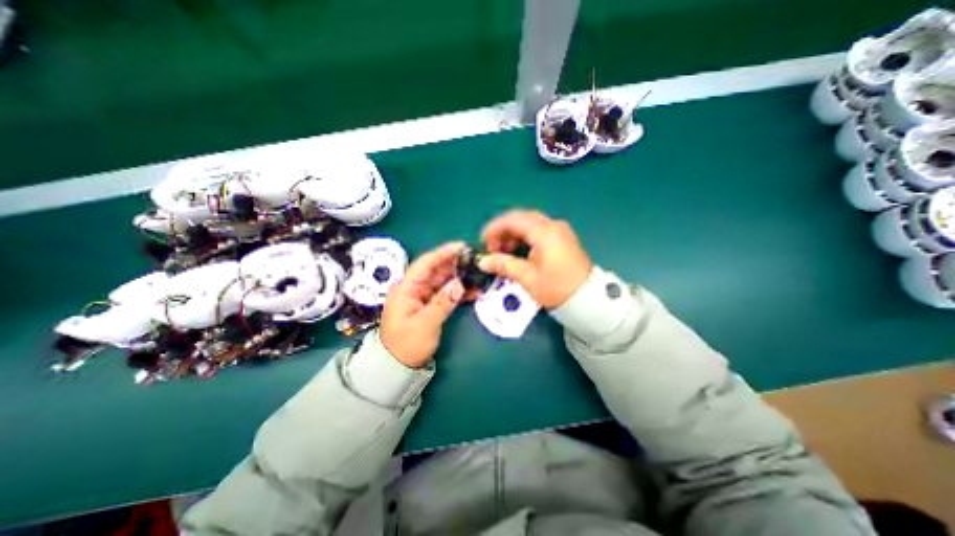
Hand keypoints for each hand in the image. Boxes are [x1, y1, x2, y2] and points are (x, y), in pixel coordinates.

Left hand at [384, 243, 469, 368]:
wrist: (397, 366)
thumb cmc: (406, 345)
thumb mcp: (425, 324)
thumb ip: (442, 303)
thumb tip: (459, 284)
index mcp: (405, 288)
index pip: (425, 264)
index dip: (443, 253)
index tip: (462, 247)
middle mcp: (413, 288)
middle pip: (435, 269)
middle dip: (455, 263)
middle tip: (475, 260)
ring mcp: (422, 296)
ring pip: (442, 280)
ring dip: (459, 276)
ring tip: (477, 273)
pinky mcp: (429, 304)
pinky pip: (445, 292)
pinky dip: (457, 290)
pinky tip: (472, 290)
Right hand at [477, 210, 589, 309]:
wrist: (586, 298)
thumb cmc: (556, 288)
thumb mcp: (527, 277)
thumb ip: (503, 265)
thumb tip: (483, 261)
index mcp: (544, 232)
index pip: (512, 220)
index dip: (494, 229)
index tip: (483, 242)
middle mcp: (552, 225)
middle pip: (521, 218)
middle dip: (503, 230)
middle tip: (492, 247)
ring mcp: (559, 230)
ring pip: (529, 223)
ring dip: (513, 233)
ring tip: (502, 250)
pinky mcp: (562, 238)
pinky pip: (538, 230)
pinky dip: (524, 236)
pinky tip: (517, 249)